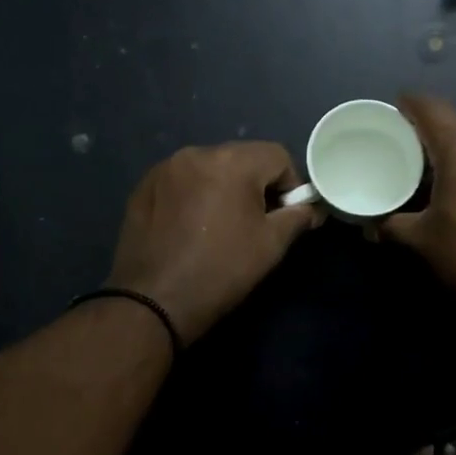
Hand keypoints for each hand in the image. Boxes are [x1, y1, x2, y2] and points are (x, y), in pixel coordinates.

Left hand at [105, 141, 322, 342]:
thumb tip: (312, 208)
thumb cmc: (221, 270)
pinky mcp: (144, 186)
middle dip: (255, 184)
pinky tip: (189, 228)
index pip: (277, 156)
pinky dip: (193, 195)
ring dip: (223, 188)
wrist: (154, 301)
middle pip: (242, 158)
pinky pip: (182, 181)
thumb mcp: (271, 245)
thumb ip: (298, 217)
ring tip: (219, 226)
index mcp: (232, 162)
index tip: (284, 216)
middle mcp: (196, 153)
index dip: (290, 185)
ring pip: (210, 168)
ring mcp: (165, 168)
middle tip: (253, 223)